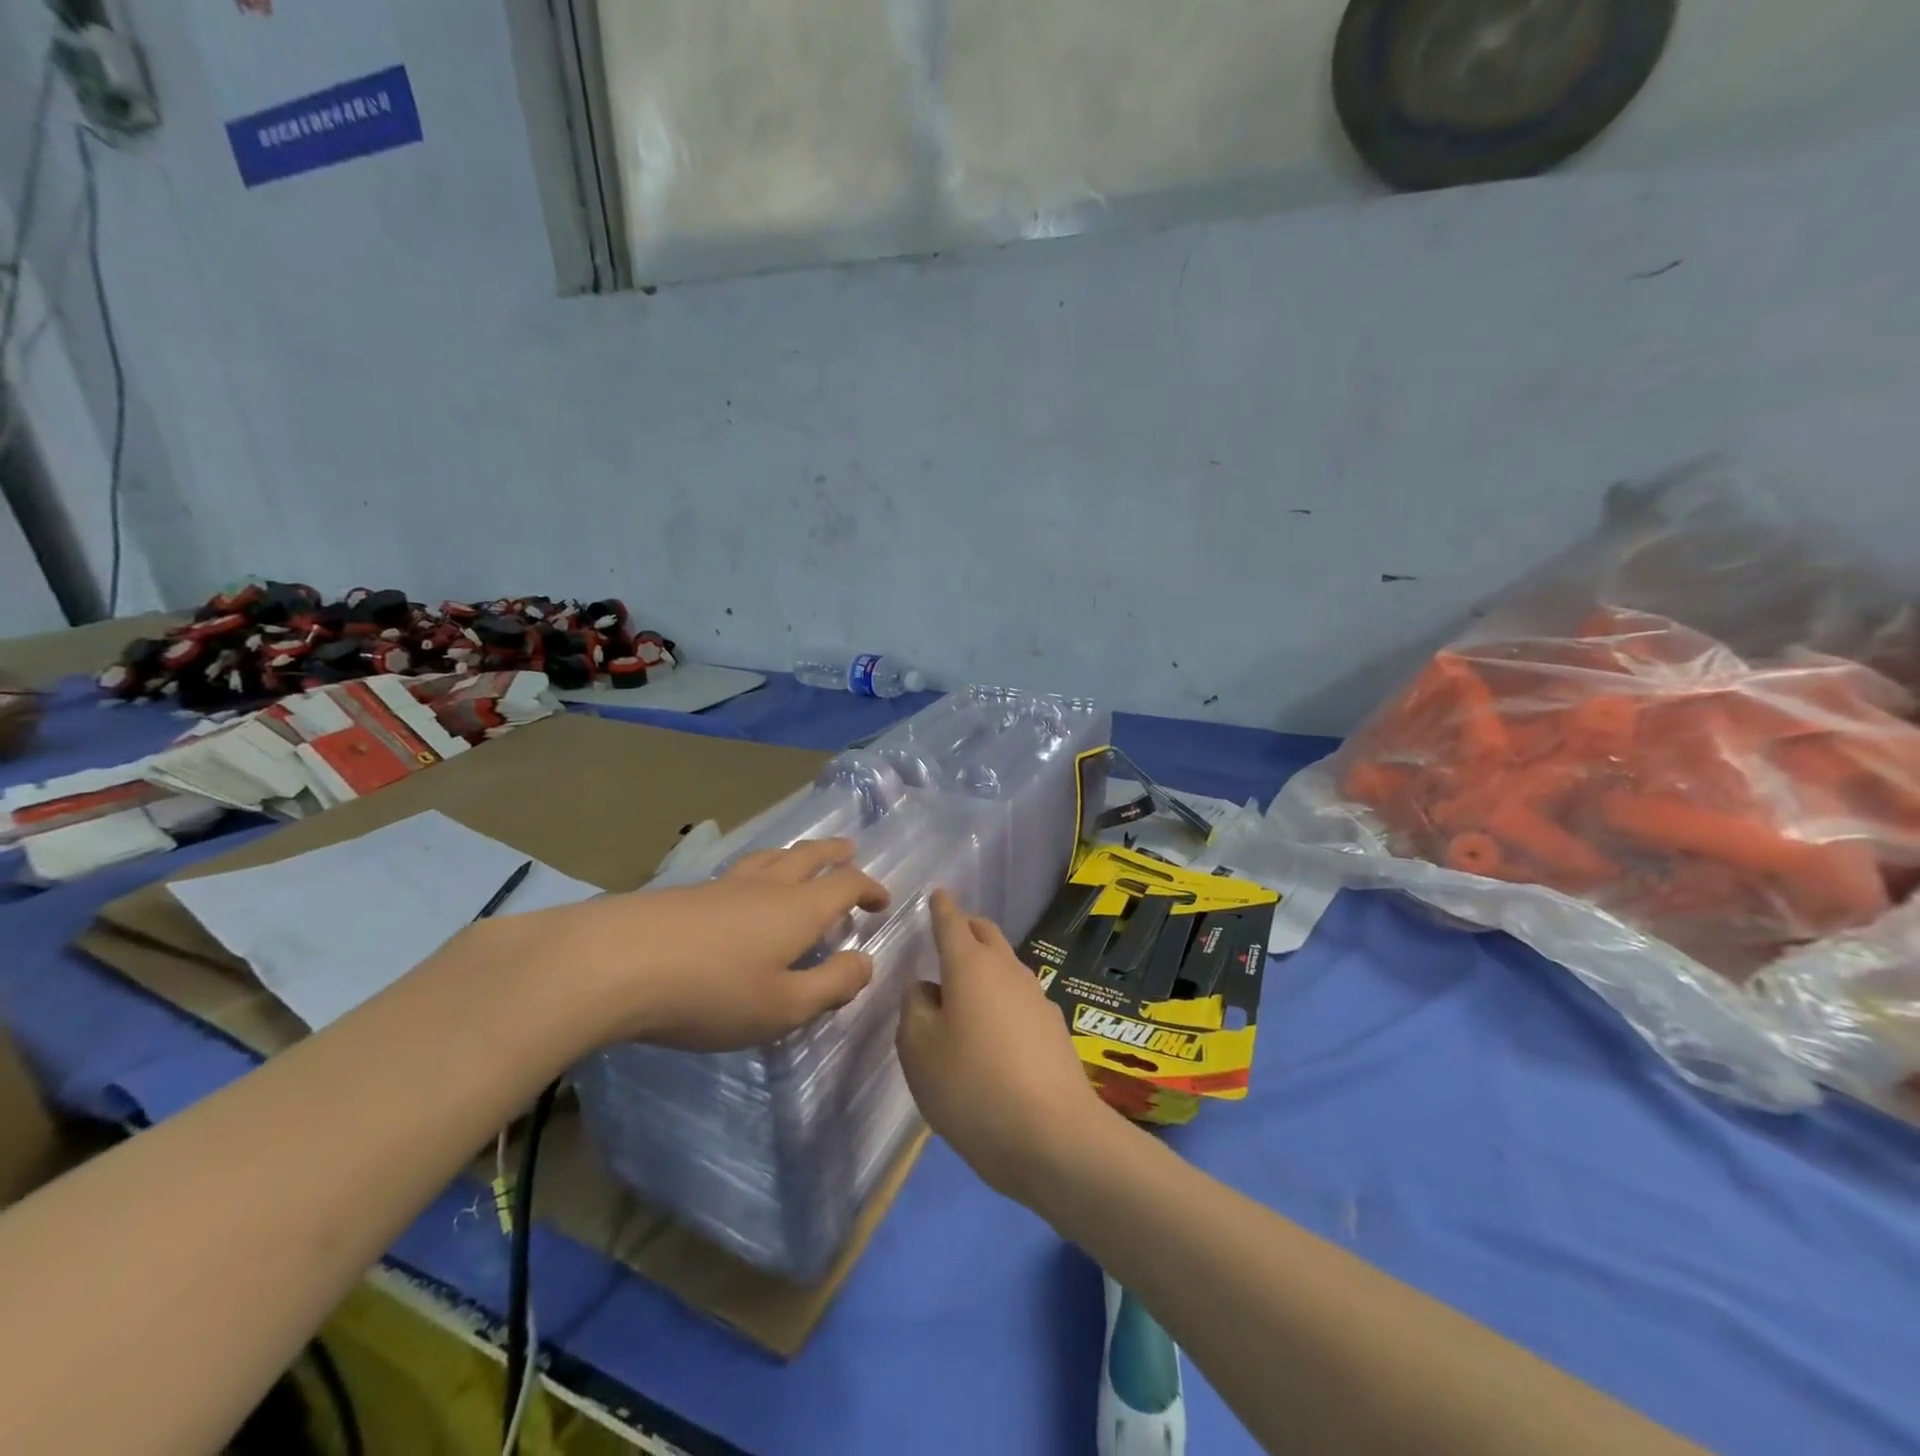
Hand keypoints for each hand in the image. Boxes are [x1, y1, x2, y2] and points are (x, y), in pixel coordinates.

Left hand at [465, 838, 889, 1052]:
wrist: (616, 963)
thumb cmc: (713, 991)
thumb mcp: (784, 1006)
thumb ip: (831, 985)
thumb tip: (865, 962)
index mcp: (800, 909)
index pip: (846, 885)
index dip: (869, 888)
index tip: (882, 900)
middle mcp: (768, 886)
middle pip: (809, 856)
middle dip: (834, 854)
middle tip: (849, 850)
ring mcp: (724, 884)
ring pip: (771, 857)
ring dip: (796, 855)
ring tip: (801, 859)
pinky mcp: (688, 893)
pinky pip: (739, 870)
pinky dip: (759, 870)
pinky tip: (743, 887)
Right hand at [896, 890, 1114, 1205]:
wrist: (1053, 1137)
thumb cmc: (972, 1087)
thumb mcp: (919, 1050)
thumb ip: (914, 1008)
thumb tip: (927, 988)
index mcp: (970, 966)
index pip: (952, 922)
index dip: (941, 908)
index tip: (938, 894)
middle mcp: (1007, 970)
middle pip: (987, 934)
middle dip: (967, 927)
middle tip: (949, 934)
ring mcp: (1036, 998)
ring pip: (1006, 965)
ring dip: (986, 966)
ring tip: (965, 991)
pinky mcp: (1054, 1029)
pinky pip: (1019, 998)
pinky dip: (1001, 999)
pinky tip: (994, 1031)